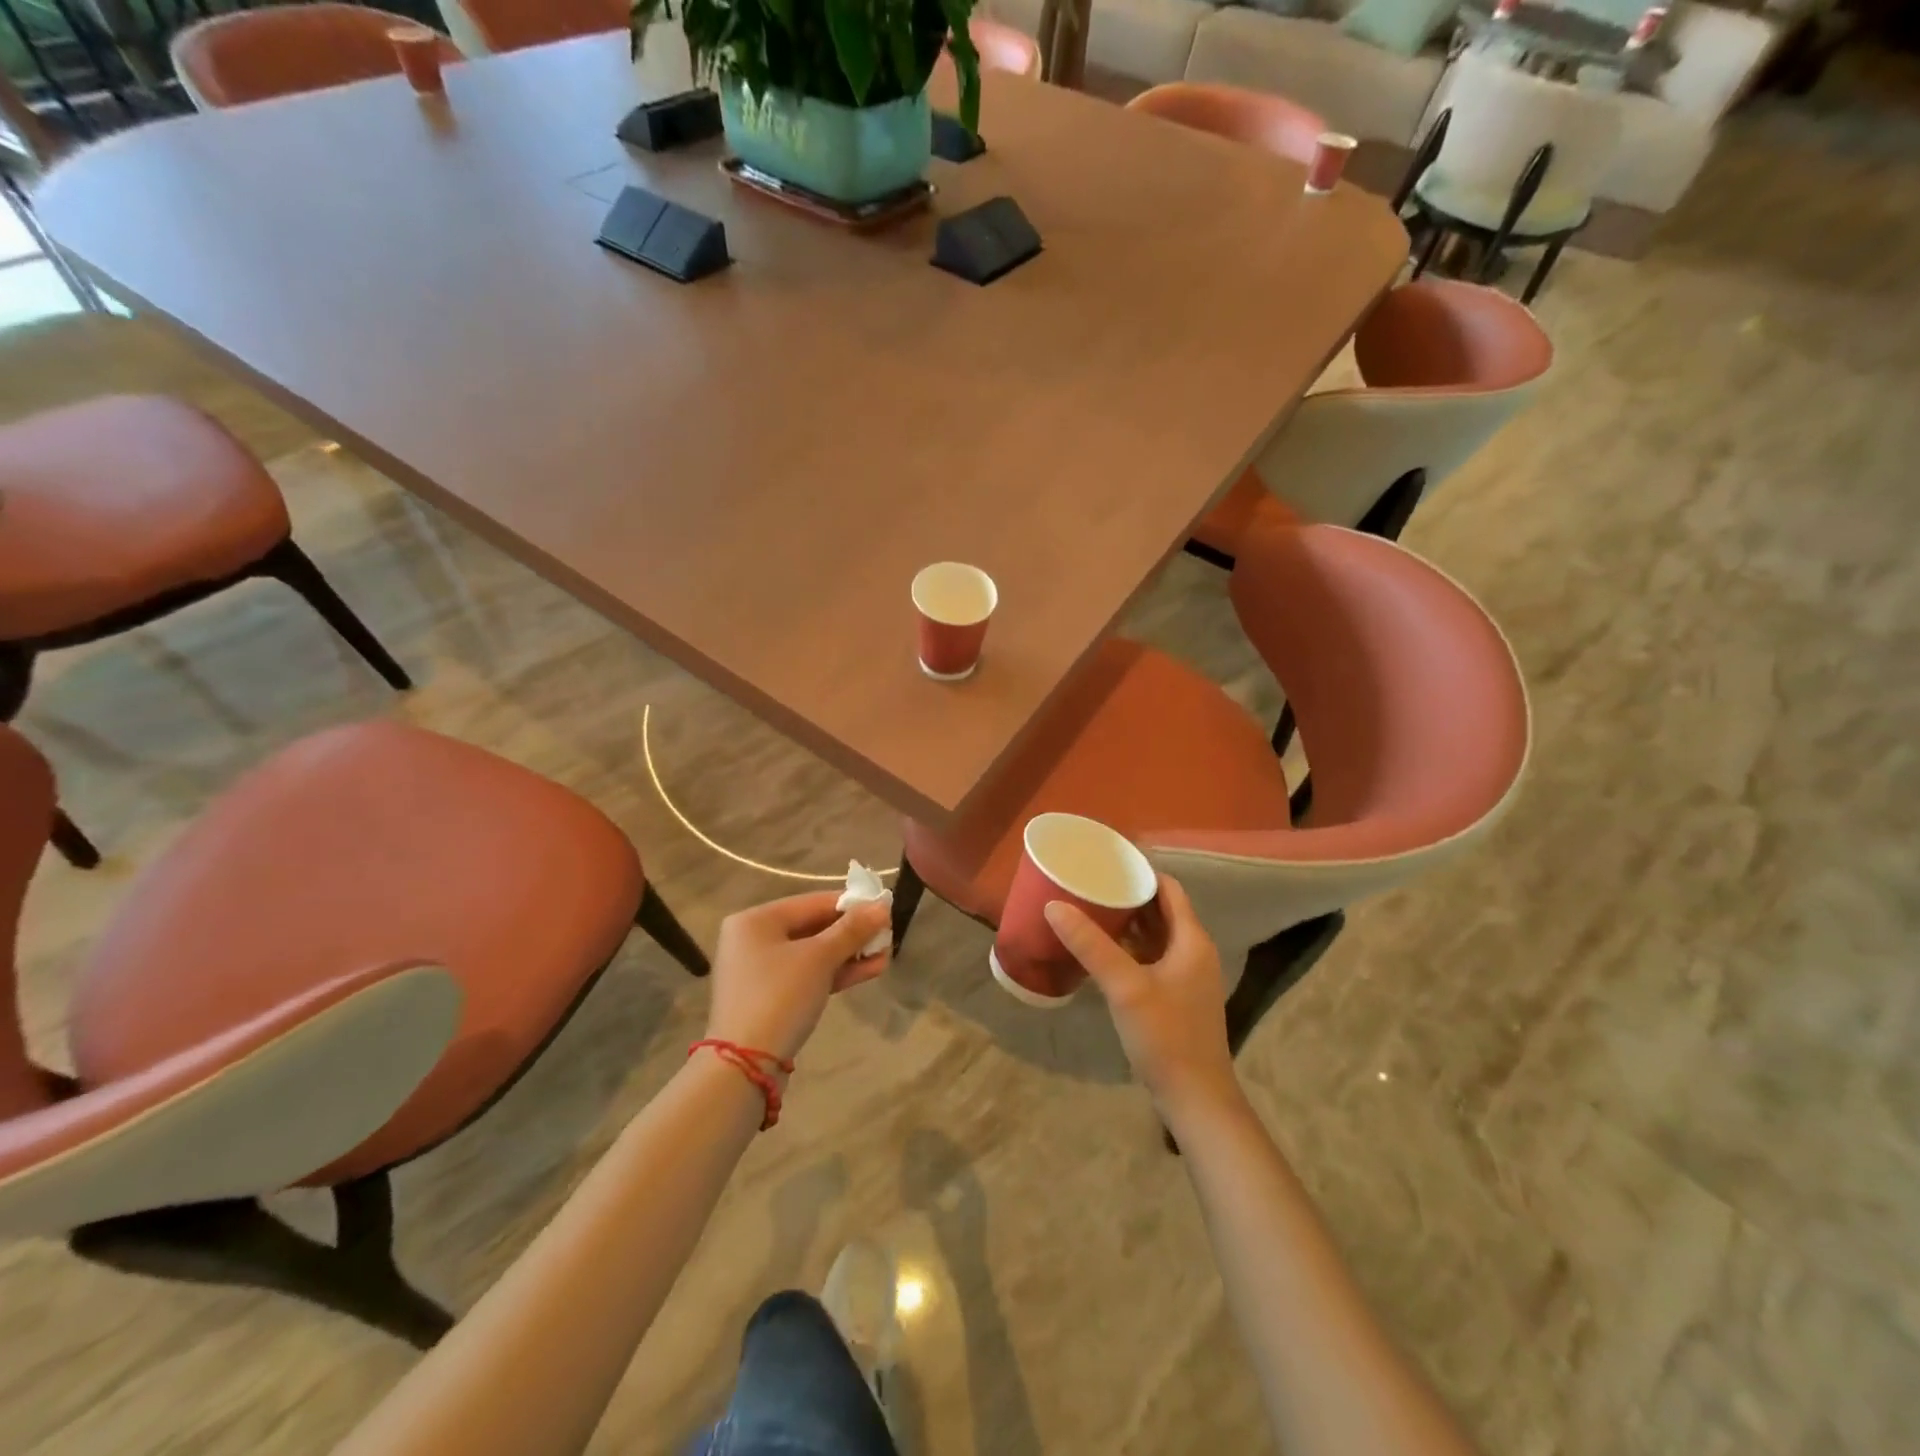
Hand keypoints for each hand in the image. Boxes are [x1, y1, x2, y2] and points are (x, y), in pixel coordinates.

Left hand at [705, 891, 890, 1063]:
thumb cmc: (780, 996)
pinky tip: (870, 970)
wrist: (746, 1066)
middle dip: (853, 934)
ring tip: (885, 955)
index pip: (813, 902)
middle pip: (813, 927)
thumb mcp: (820, 958)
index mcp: (756, 920)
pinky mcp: (770, 998)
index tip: (884, 909)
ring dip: (850, 954)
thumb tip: (882, 906)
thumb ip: (853, 930)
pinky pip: (807, 975)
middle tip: (887, 936)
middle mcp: (753, 940)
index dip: (851, 905)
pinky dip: (835, 973)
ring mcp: (760, 971)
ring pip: (813, 954)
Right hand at [1045, 875, 1238, 1114]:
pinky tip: (1100, 949)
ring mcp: (1186, 976)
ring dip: (1126, 921)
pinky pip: (1151, 957)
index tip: (1105, 861)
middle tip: (1089, 883)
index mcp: (1192, 940)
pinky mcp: (1175, 997)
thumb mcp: (1125, 987)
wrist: (1196, 1099)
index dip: (1140, 872)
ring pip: (1155, 935)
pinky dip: (1129, 947)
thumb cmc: (1166, 1036)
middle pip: (1161, 909)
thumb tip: (1054, 905)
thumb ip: (1091, 944)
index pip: (1168, 888)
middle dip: (1127, 895)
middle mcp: (1193, 951)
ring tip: (1088, 907)